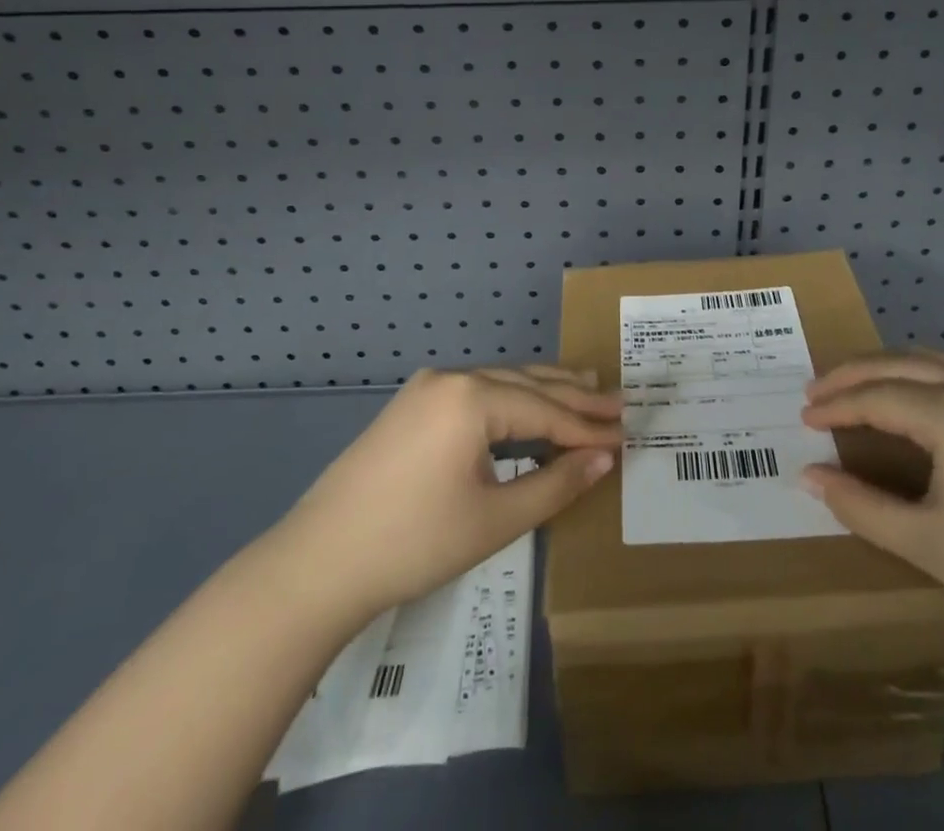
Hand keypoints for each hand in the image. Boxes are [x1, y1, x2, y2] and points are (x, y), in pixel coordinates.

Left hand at [277, 366, 621, 616]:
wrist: (317, 565)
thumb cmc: (414, 544)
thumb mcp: (495, 519)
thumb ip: (556, 485)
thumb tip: (604, 459)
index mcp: (471, 397)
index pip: (546, 410)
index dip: (588, 427)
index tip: (627, 433)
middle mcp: (451, 378)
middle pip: (527, 383)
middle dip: (574, 396)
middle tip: (618, 402)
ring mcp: (426, 388)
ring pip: (500, 382)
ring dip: (543, 391)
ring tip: (585, 388)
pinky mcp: (411, 405)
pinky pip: (475, 392)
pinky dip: (510, 400)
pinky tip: (528, 407)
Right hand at [800, 350, 943, 645]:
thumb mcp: (925, 542)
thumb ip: (860, 506)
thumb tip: (810, 477)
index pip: (875, 397)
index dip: (835, 406)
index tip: (803, 418)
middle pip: (897, 364)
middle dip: (851, 374)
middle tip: (815, 391)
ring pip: (928, 361)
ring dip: (884, 368)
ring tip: (853, 387)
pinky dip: (915, 376)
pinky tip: (909, 401)